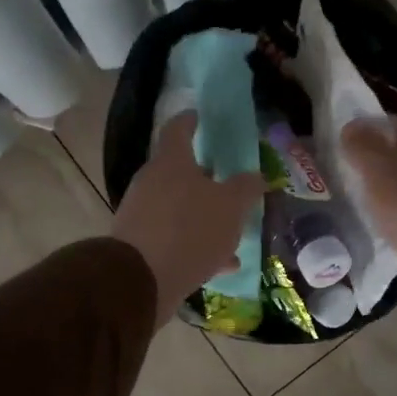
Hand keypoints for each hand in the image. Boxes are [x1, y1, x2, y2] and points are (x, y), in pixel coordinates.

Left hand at [112, 112, 265, 325]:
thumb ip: (245, 188)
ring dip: (203, 216)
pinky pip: (175, 238)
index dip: (190, 120)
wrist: (142, 280)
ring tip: (231, 231)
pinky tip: (221, 263)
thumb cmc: (190, 230)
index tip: (199, 116)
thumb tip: (255, 176)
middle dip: (204, 177)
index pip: (178, 129)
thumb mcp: (231, 207)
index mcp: (171, 162)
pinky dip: (196, 244)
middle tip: (227, 180)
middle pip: (178, 172)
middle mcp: (151, 183)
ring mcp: (142, 215)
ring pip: (179, 208)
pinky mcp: (141, 246)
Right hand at [341, 117, 396, 354]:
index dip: (361, 130)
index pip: (389, 124)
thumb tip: (351, 126)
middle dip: (372, 164)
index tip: (335, 147)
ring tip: (358, 207)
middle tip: (341, 179)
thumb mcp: (379, 170)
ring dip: (386, 193)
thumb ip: (362, 145)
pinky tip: (384, 232)